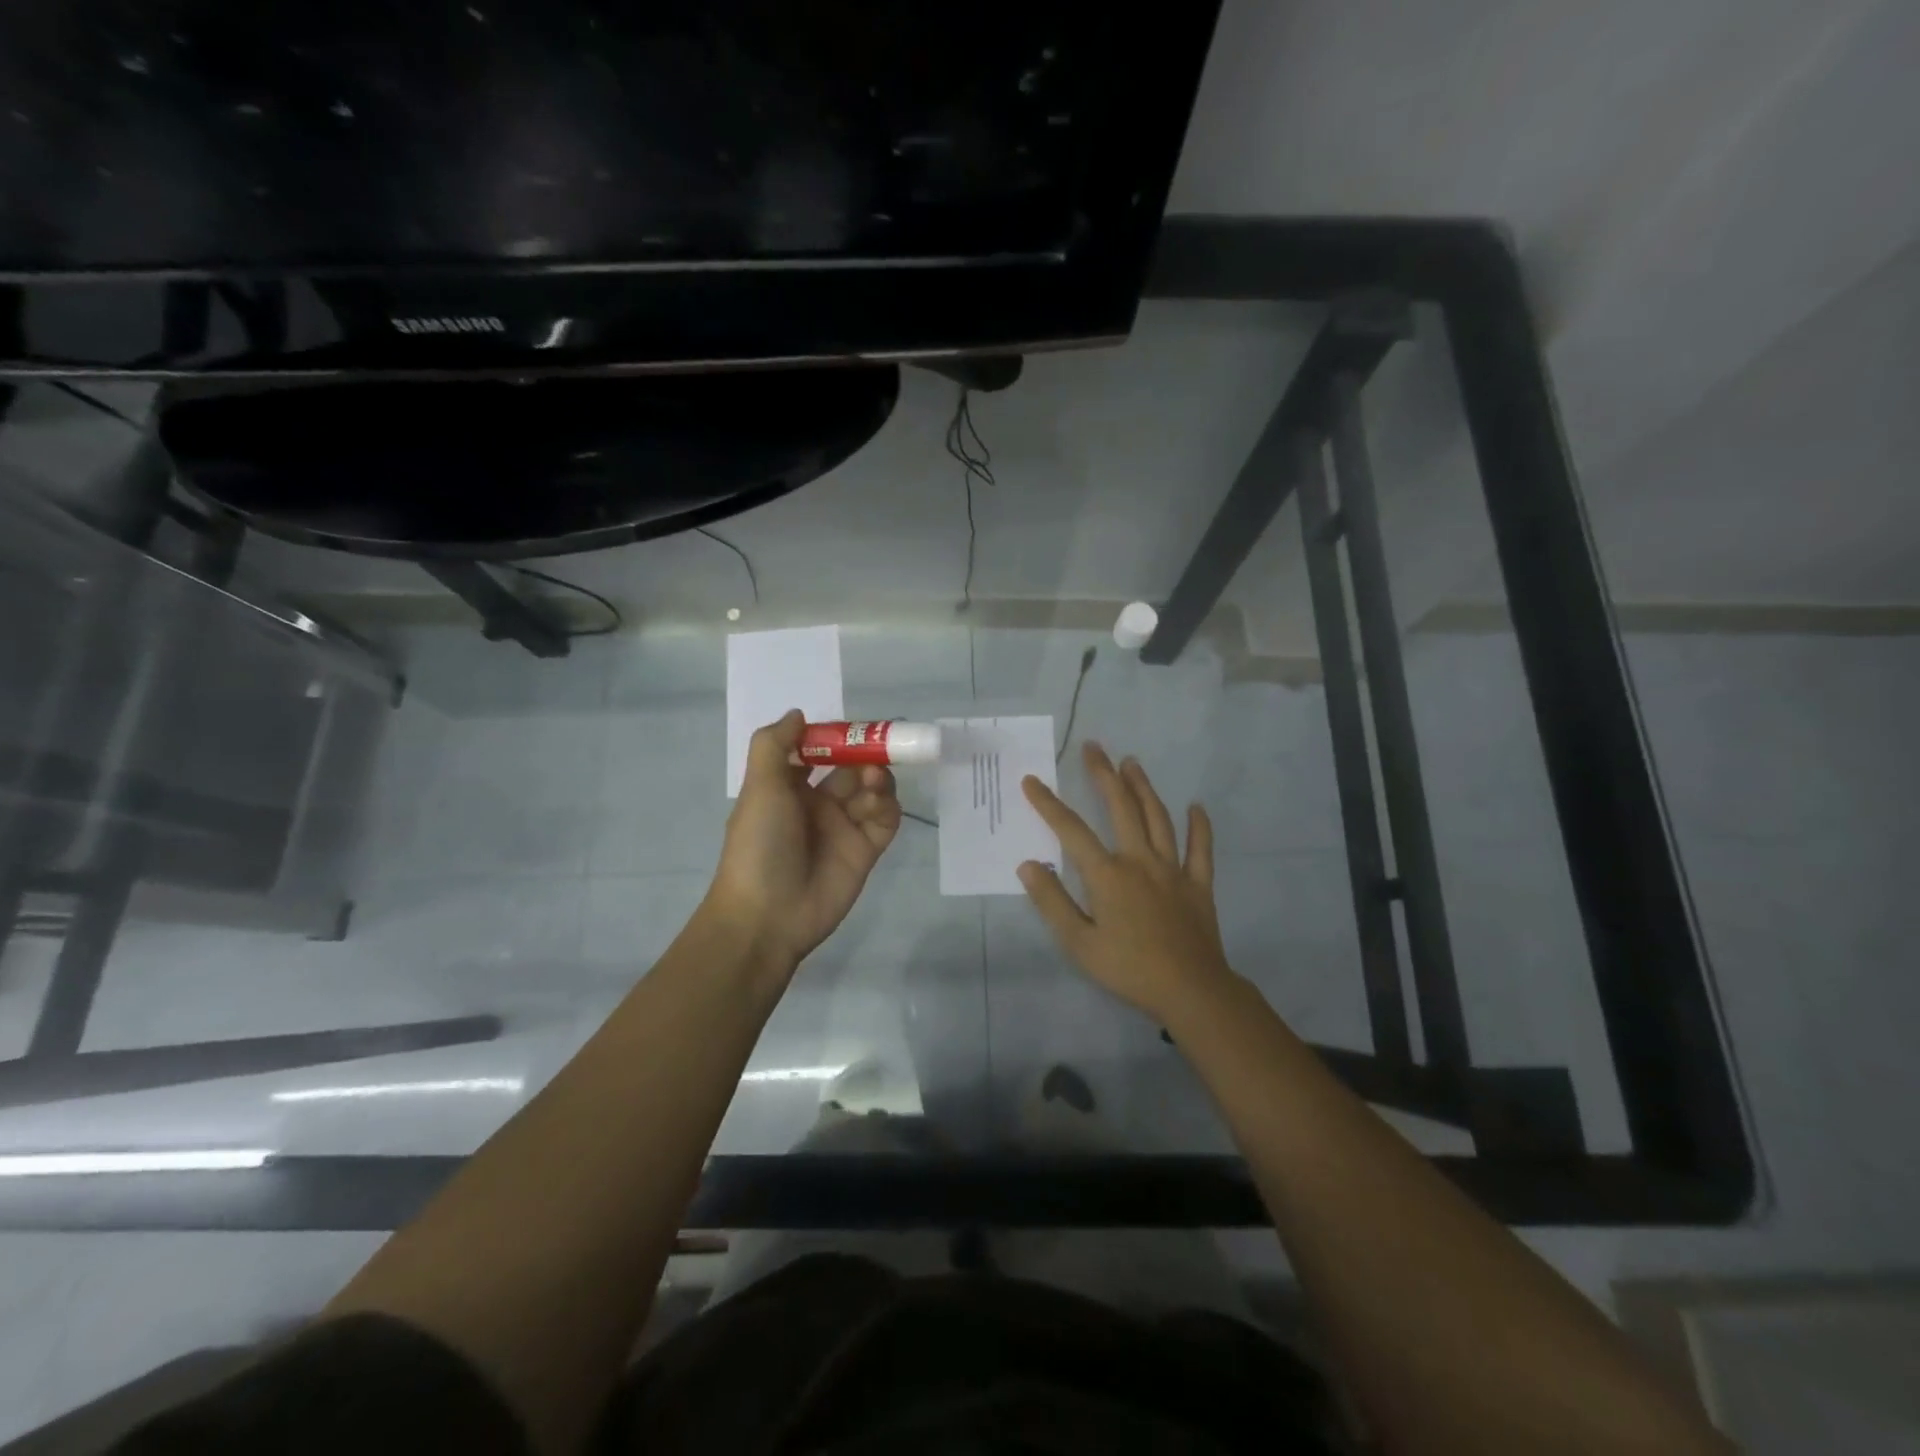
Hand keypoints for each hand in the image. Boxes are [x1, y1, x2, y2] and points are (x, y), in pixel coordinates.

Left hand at [706, 709, 901, 975]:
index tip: (851, 727)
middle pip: (851, 767)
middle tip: (878, 748)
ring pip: (872, 790)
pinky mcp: (865, 850)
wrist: (767, 916)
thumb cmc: (759, 845)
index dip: (835, 736)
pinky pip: (885, 819)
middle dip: (864, 753)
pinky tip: (877, 806)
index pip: (817, 750)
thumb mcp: (759, 788)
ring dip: (877, 778)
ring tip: (872, 781)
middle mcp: (817, 803)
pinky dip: (887, 806)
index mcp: (787, 786)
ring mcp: (843, 827)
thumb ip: (775, 745)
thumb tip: (799, 713)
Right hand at [1018, 743, 1234, 1020]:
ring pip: (1158, 818)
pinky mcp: (1198, 885)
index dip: (1049, 804)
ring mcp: (1173, 870)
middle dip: (1104, 775)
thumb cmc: (1128, 968)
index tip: (1032, 780)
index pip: (1071, 830)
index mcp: (1107, 875)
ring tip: (1132, 763)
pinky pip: (1201, 850)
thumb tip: (1029, 865)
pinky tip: (1196, 807)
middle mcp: (1139, 861)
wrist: (1190, 990)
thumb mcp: (1078, 942)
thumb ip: (1052, 901)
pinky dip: (1199, 827)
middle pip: (1121, 808)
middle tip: (1094, 747)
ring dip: (1144, 788)